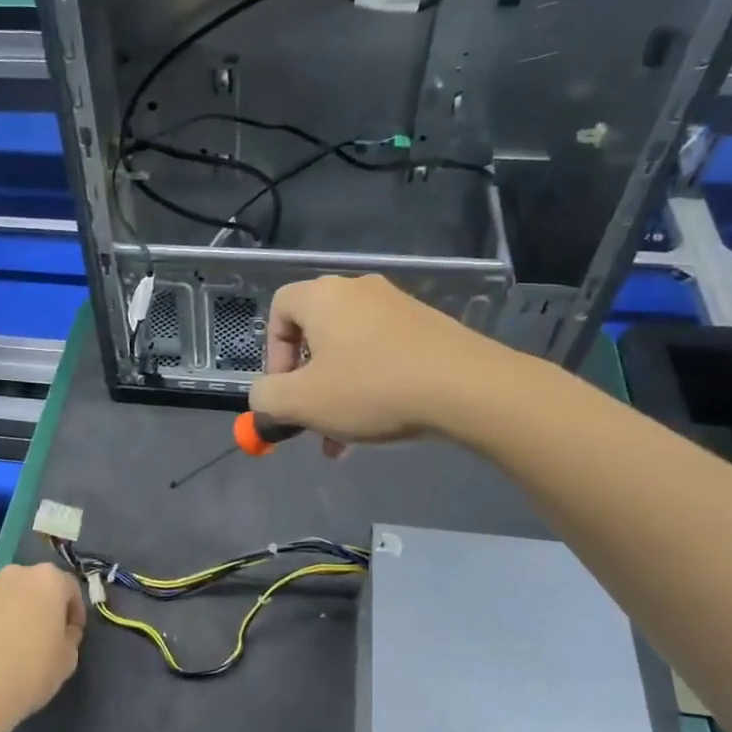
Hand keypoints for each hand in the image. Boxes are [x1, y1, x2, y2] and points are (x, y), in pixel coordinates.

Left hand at [0, 564, 84, 731]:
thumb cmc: (32, 669)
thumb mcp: (68, 657)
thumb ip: (71, 636)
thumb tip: (62, 630)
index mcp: (49, 578)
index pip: (71, 589)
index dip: (76, 613)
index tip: (74, 635)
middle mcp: (18, 574)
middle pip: (41, 587)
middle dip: (49, 608)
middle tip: (52, 637)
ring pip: (17, 598)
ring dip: (25, 615)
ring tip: (26, 646)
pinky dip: (4, 624)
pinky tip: (4, 651)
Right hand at [249, 275, 506, 453]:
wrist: (468, 388)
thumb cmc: (372, 389)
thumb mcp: (302, 403)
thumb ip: (266, 399)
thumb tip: (263, 399)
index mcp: (324, 297)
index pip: (280, 308)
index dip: (271, 352)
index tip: (283, 390)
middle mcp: (359, 291)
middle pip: (316, 335)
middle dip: (307, 384)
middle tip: (312, 421)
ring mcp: (399, 307)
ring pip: (350, 352)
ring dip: (338, 394)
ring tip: (344, 440)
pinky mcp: (429, 328)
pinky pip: (383, 355)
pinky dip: (372, 386)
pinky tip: (381, 424)